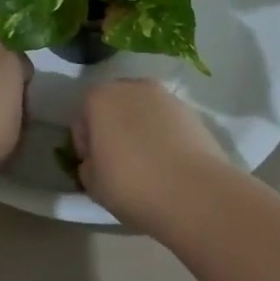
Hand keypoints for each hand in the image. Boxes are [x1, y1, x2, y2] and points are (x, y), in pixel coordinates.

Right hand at [72, 79, 231, 231]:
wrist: (196, 194)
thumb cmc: (133, 184)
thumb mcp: (93, 183)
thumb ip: (87, 166)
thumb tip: (97, 162)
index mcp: (100, 98)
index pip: (83, 118)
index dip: (85, 144)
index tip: (94, 167)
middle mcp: (132, 87)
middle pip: (114, 107)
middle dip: (112, 130)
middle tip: (117, 163)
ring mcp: (166, 97)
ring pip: (143, 113)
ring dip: (140, 131)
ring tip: (147, 165)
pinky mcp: (193, 113)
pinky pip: (167, 123)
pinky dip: (164, 137)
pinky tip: (169, 165)